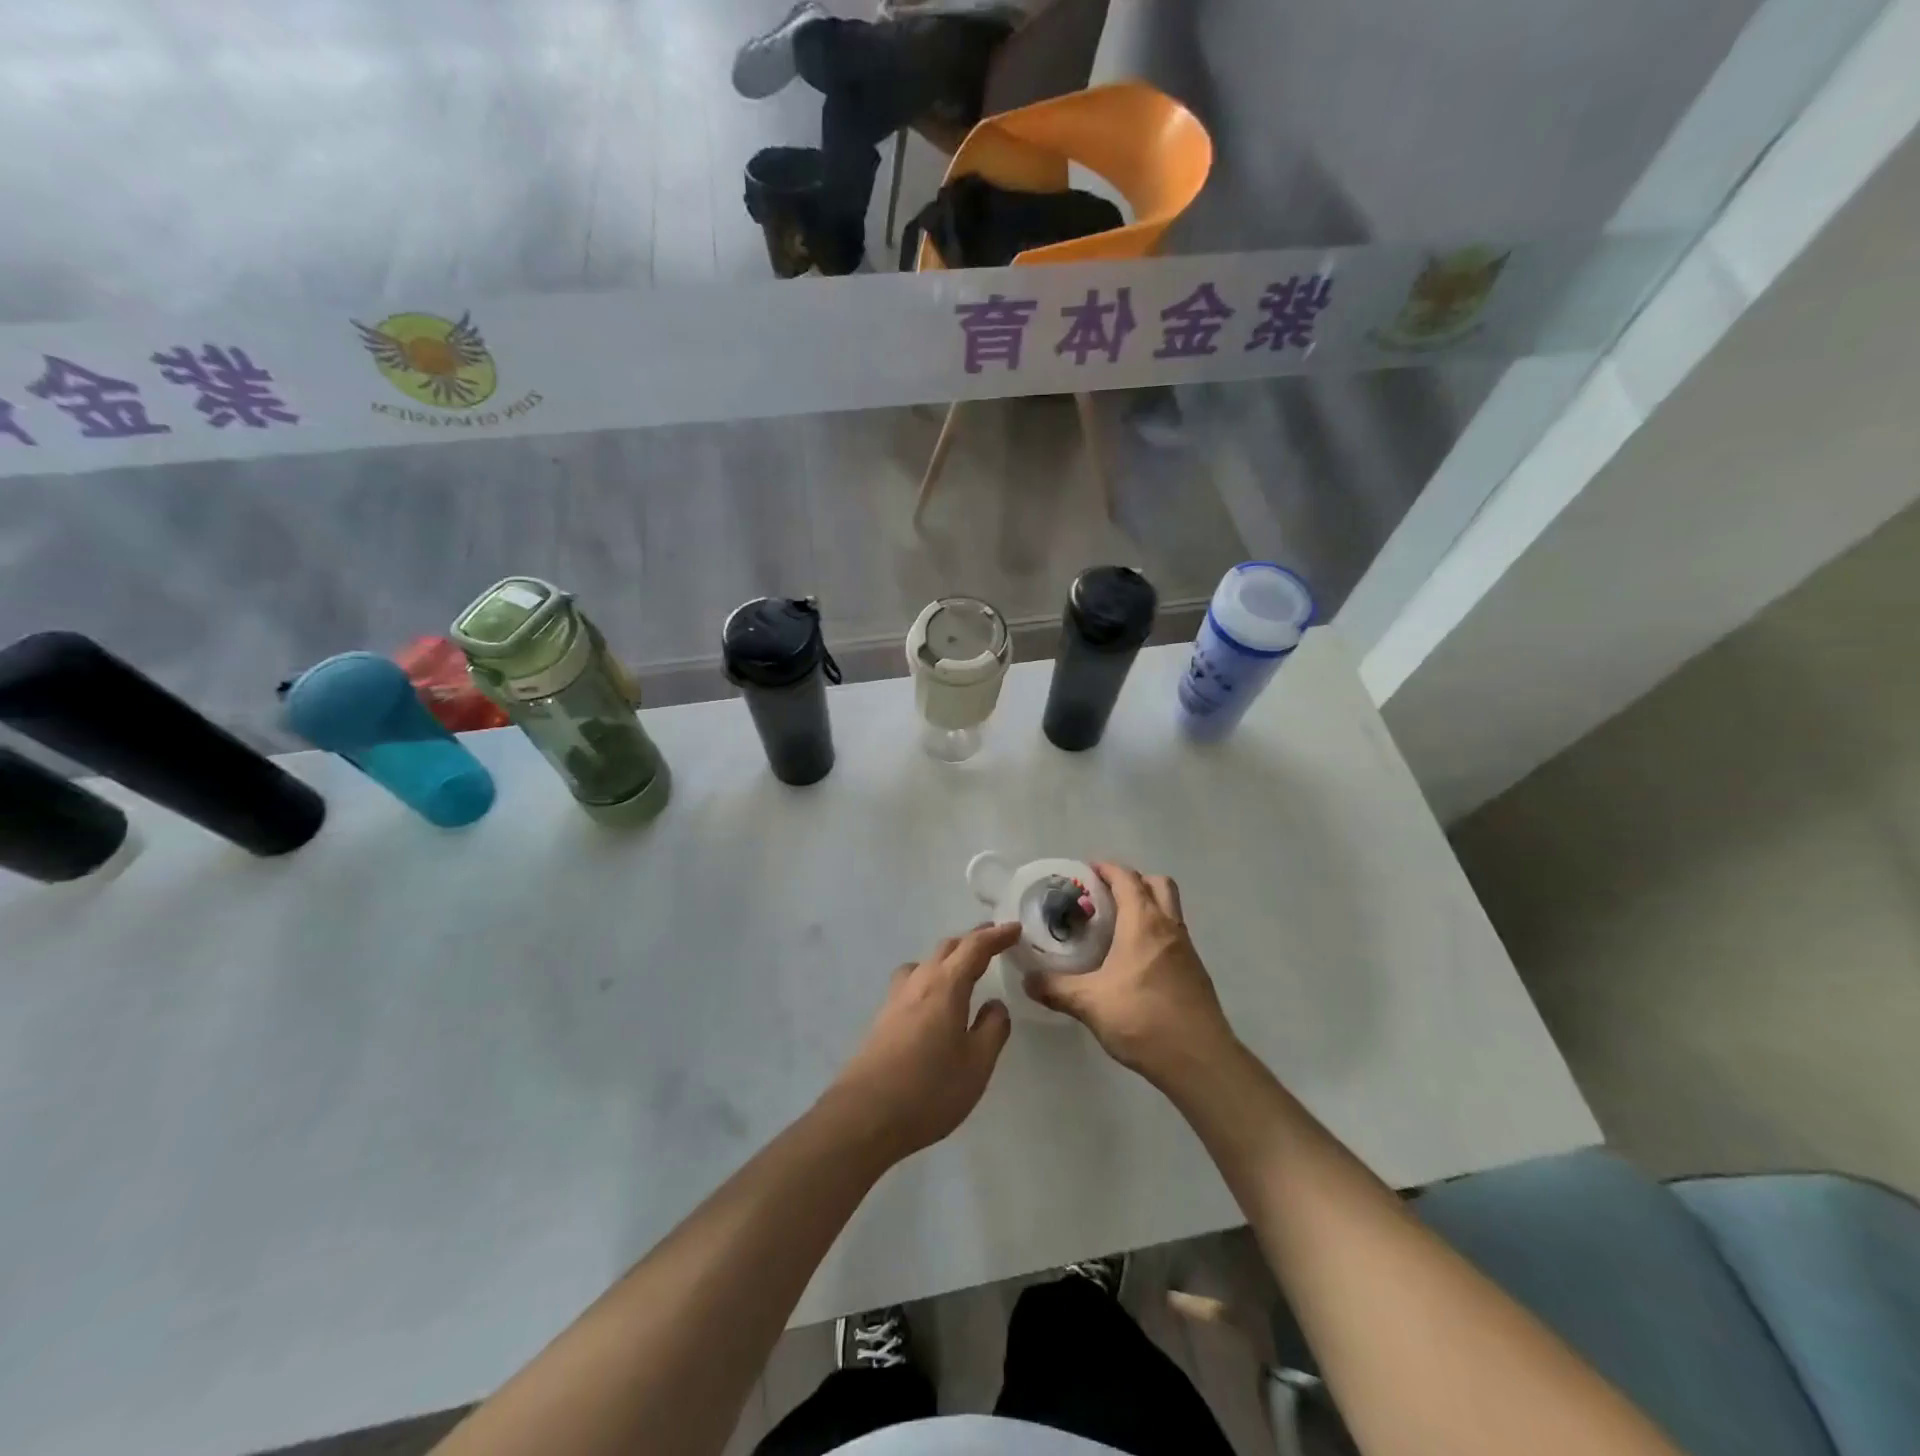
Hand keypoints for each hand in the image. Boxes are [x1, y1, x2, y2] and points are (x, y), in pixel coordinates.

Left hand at [823, 923, 1019, 1163]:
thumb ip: (993, 1029)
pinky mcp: (882, 1018)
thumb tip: (995, 1004)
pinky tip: (934, 1001)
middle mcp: (919, 982)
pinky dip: (930, 977)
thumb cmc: (929, 1090)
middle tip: (994, 943)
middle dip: (972, 942)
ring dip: (947, 958)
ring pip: (925, 963)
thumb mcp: (977, 1064)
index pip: (974, 947)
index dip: (996, 936)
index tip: (1015, 929)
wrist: (864, 1115)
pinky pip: (911, 982)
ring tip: (963, 970)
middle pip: (947, 948)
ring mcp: (896, 998)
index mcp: (946, 986)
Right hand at [1024, 862, 1236, 1089]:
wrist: (1199, 1060)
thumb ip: (1055, 988)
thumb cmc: (1142, 1019)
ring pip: (1170, 909)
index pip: (1127, 879)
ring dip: (1147, 906)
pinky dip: (1155, 933)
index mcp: (1143, 922)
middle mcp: (1169, 927)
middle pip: (1157, 884)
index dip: (1107, 869)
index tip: (1087, 871)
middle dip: (1133, 881)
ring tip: (1117, 927)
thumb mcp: (1089, 1003)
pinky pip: (1174, 936)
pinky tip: (1135, 961)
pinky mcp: (1195, 972)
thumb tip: (1028, 980)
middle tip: (1106, 896)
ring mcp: (1187, 950)